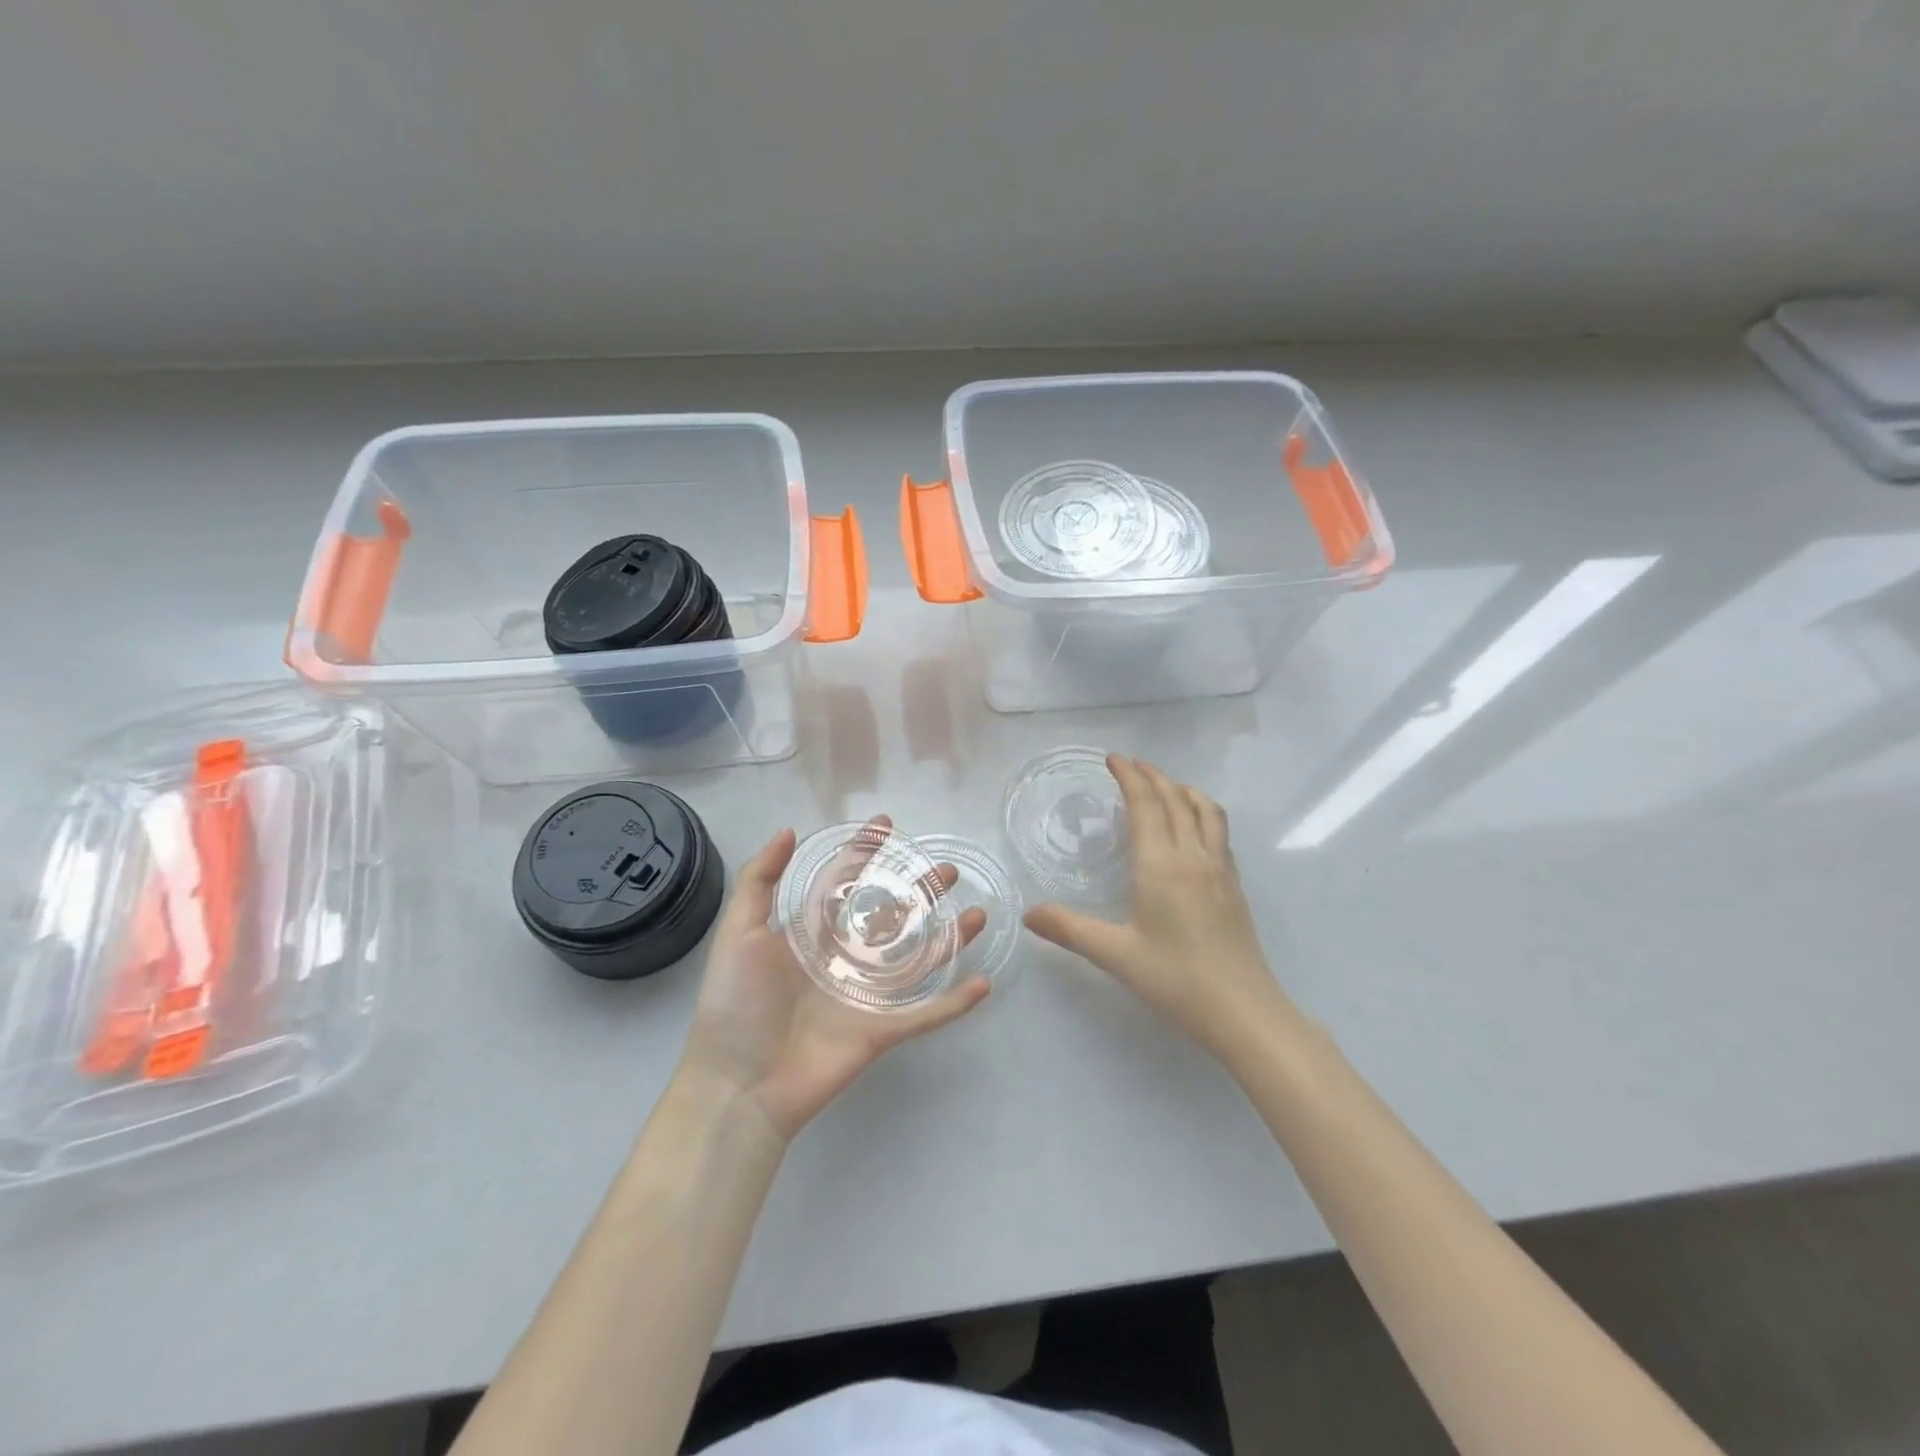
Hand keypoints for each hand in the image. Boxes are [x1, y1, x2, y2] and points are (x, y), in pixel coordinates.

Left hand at [679, 820, 989, 1142]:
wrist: (738, 1085)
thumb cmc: (736, 1004)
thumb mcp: (738, 933)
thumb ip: (760, 881)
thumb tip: (788, 831)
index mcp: (810, 935)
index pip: (844, 883)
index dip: (864, 853)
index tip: (887, 825)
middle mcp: (843, 959)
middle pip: (891, 916)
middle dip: (921, 892)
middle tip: (950, 871)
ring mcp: (865, 995)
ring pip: (917, 960)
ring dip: (949, 939)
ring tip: (979, 915)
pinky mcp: (880, 1031)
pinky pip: (925, 1014)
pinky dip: (954, 1003)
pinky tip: (983, 984)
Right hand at [1024, 755, 1288, 1058]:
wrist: (1244, 1012)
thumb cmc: (1176, 980)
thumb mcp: (1116, 955)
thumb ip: (1070, 929)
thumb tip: (1029, 914)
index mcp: (1162, 864)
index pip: (1146, 804)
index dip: (1129, 776)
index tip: (1113, 758)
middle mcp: (1194, 855)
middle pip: (1176, 799)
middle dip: (1153, 775)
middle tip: (1131, 765)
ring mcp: (1220, 869)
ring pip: (1206, 810)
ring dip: (1182, 789)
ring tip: (1165, 786)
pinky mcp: (1235, 885)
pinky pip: (1219, 831)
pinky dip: (1202, 812)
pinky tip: (1193, 829)